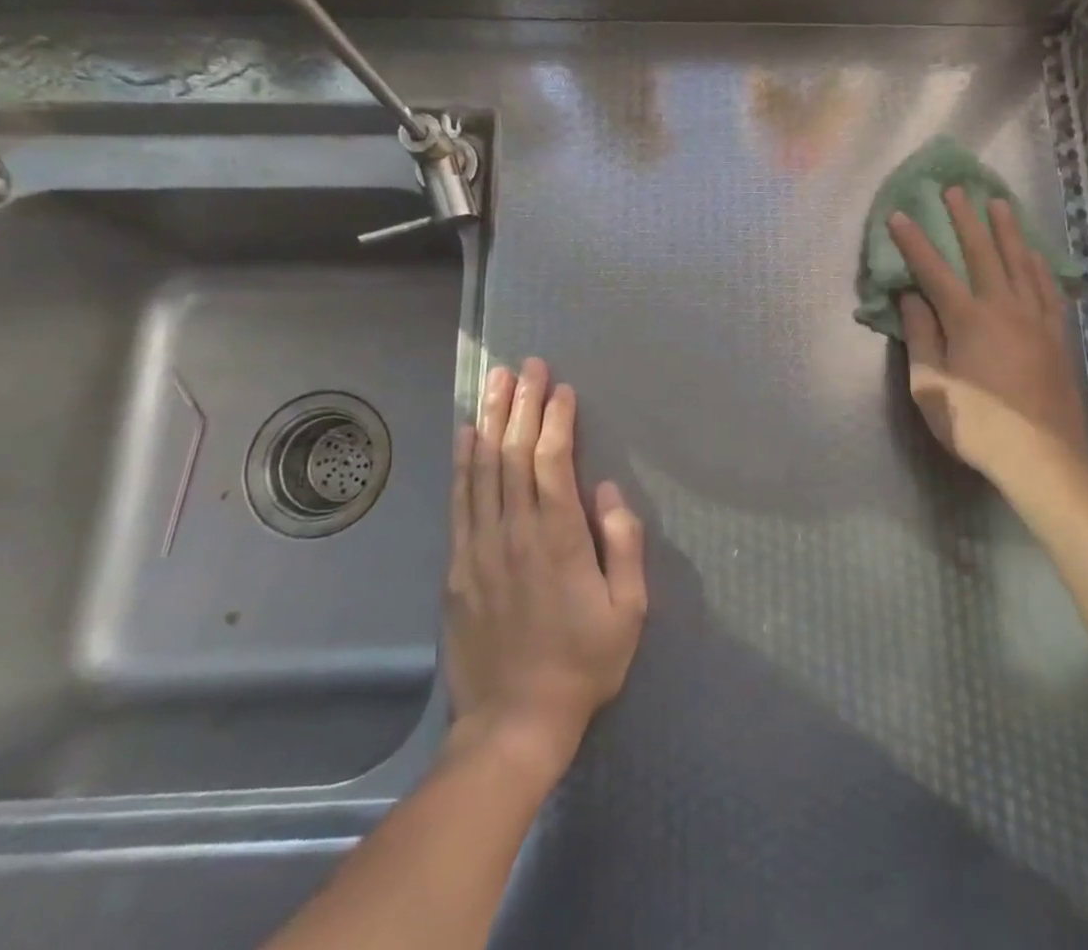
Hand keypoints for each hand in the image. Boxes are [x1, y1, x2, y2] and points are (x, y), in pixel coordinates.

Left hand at [443, 358, 647, 780]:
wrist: (513, 723)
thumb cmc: (583, 663)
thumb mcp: (629, 611)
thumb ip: (624, 545)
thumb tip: (609, 490)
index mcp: (559, 538)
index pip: (553, 460)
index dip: (556, 419)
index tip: (561, 387)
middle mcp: (515, 531)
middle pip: (515, 453)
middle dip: (523, 403)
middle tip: (527, 365)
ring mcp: (480, 547)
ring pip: (483, 468)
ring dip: (491, 419)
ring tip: (495, 381)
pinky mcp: (458, 566)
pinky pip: (459, 500)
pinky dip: (462, 462)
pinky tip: (466, 434)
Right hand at [890, 190, 1087, 483]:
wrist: (1041, 457)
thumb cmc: (975, 424)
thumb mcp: (930, 386)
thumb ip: (921, 336)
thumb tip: (910, 296)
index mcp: (968, 320)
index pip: (934, 271)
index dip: (914, 242)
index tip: (899, 215)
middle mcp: (1004, 308)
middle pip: (983, 254)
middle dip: (965, 220)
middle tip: (955, 190)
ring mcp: (1036, 319)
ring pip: (1021, 262)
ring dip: (1007, 230)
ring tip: (999, 203)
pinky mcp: (1058, 335)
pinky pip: (1048, 288)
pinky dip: (1038, 265)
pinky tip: (1034, 254)